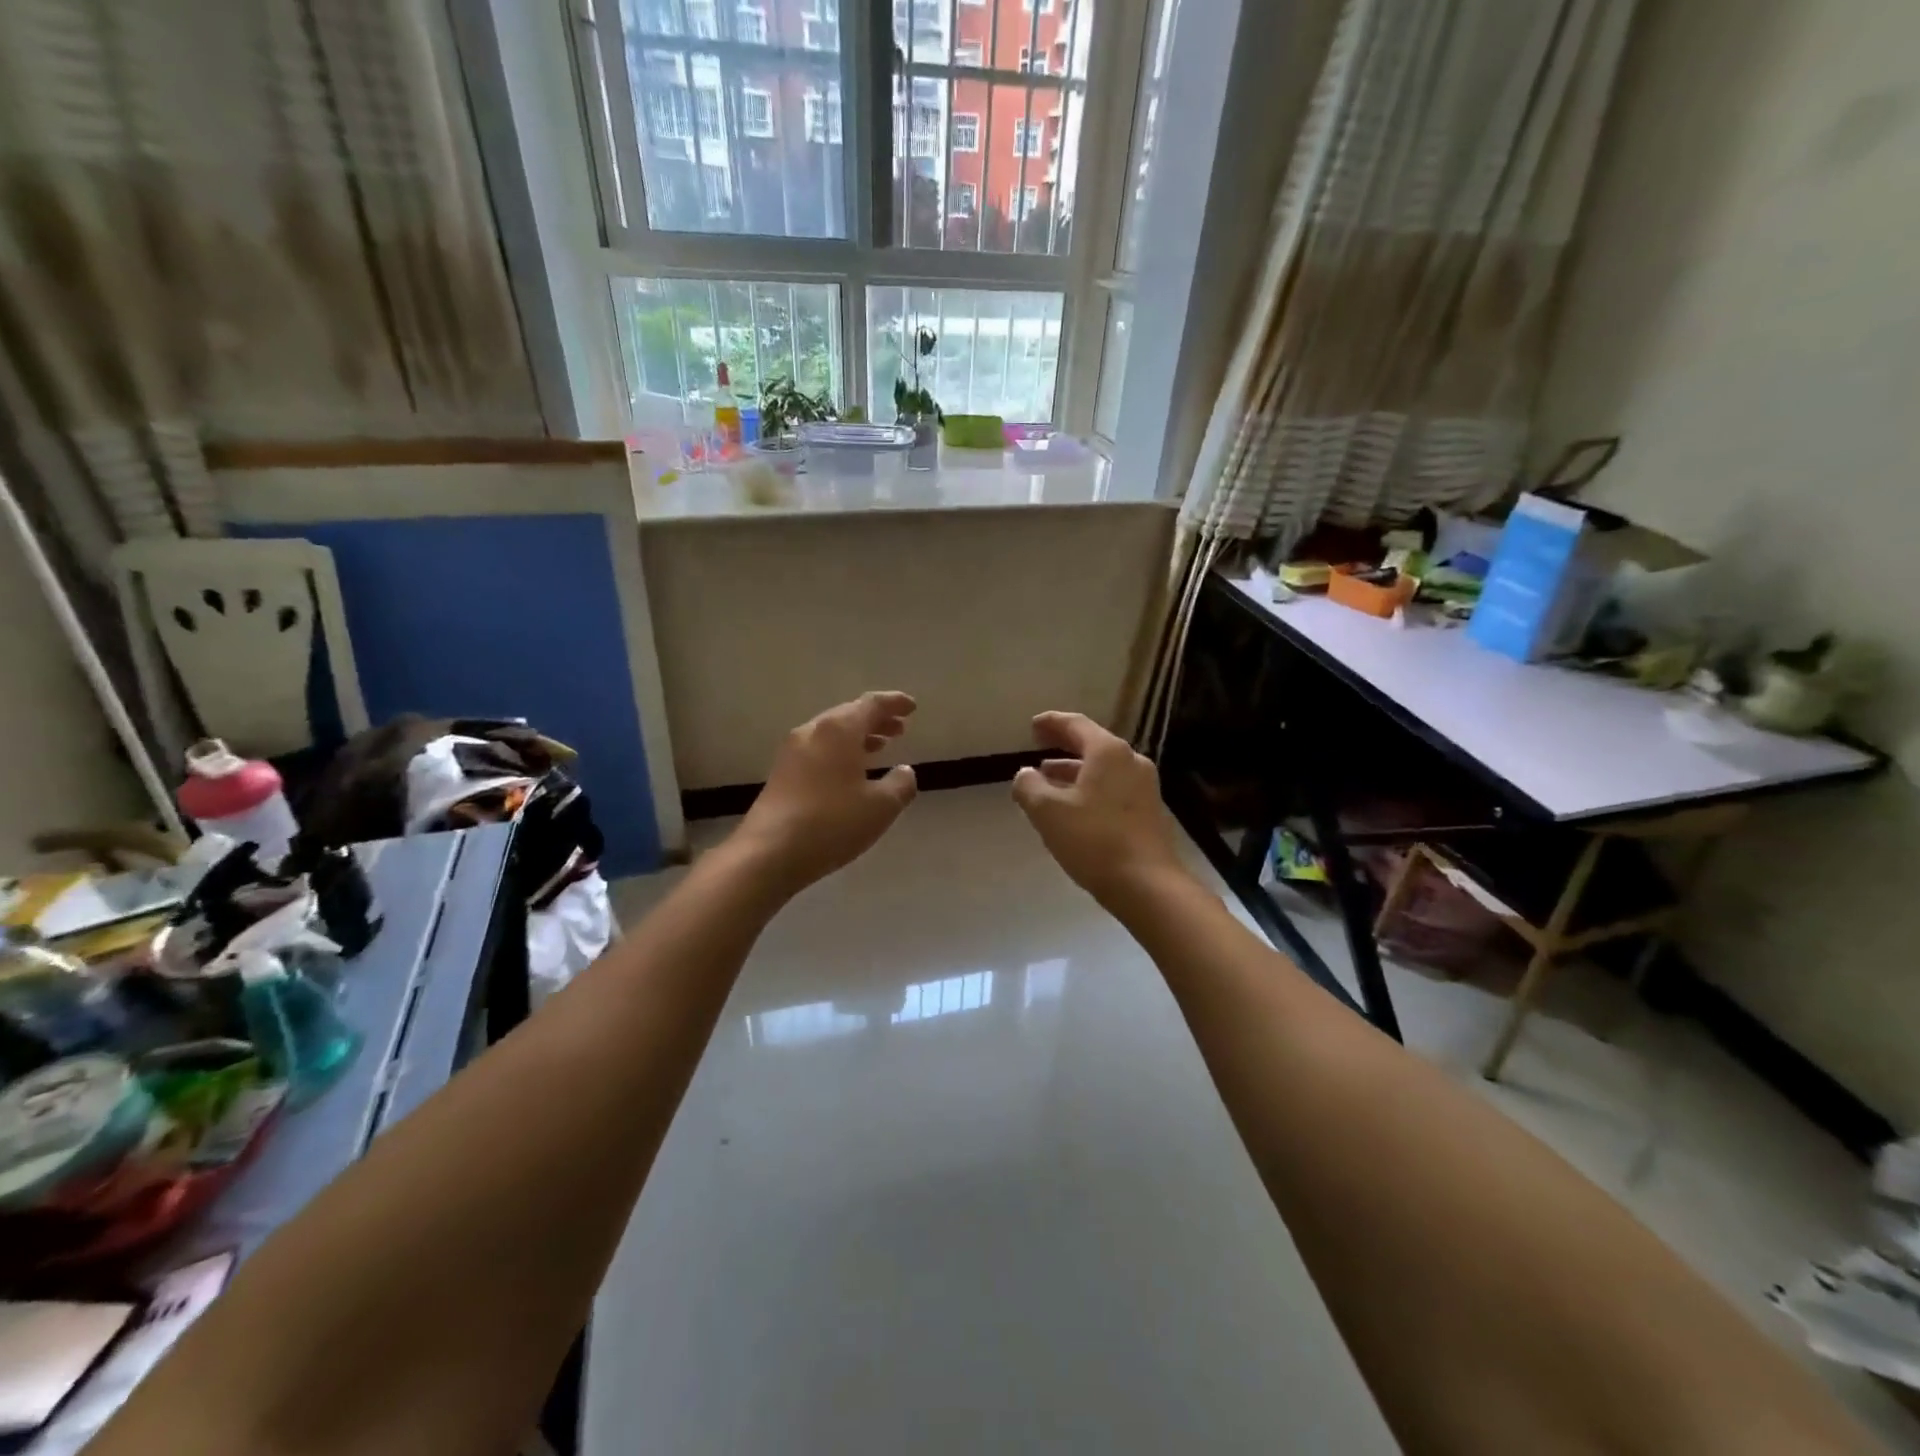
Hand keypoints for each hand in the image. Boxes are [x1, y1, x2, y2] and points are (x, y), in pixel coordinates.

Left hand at [736, 691, 918, 893]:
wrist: (769, 852)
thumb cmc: (832, 823)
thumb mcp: (880, 806)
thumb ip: (900, 784)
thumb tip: (905, 771)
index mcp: (838, 730)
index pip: (871, 704)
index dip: (894, 703)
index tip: (912, 707)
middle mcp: (813, 732)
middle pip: (849, 715)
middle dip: (876, 720)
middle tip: (899, 729)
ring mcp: (792, 752)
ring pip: (832, 734)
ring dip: (858, 737)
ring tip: (880, 747)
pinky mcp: (781, 774)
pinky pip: (818, 750)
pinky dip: (840, 752)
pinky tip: (850, 772)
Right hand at [1011, 712, 1185, 906]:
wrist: (1148, 885)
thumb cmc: (1094, 840)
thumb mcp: (1048, 812)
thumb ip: (1029, 787)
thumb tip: (1025, 774)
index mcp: (1108, 752)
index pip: (1076, 725)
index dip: (1052, 723)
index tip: (1034, 726)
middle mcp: (1131, 762)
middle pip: (1093, 745)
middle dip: (1064, 747)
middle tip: (1039, 747)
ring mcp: (1145, 787)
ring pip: (1103, 770)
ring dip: (1075, 772)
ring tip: (1049, 780)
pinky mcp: (1149, 812)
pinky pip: (1113, 789)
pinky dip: (1090, 789)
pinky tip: (1074, 808)